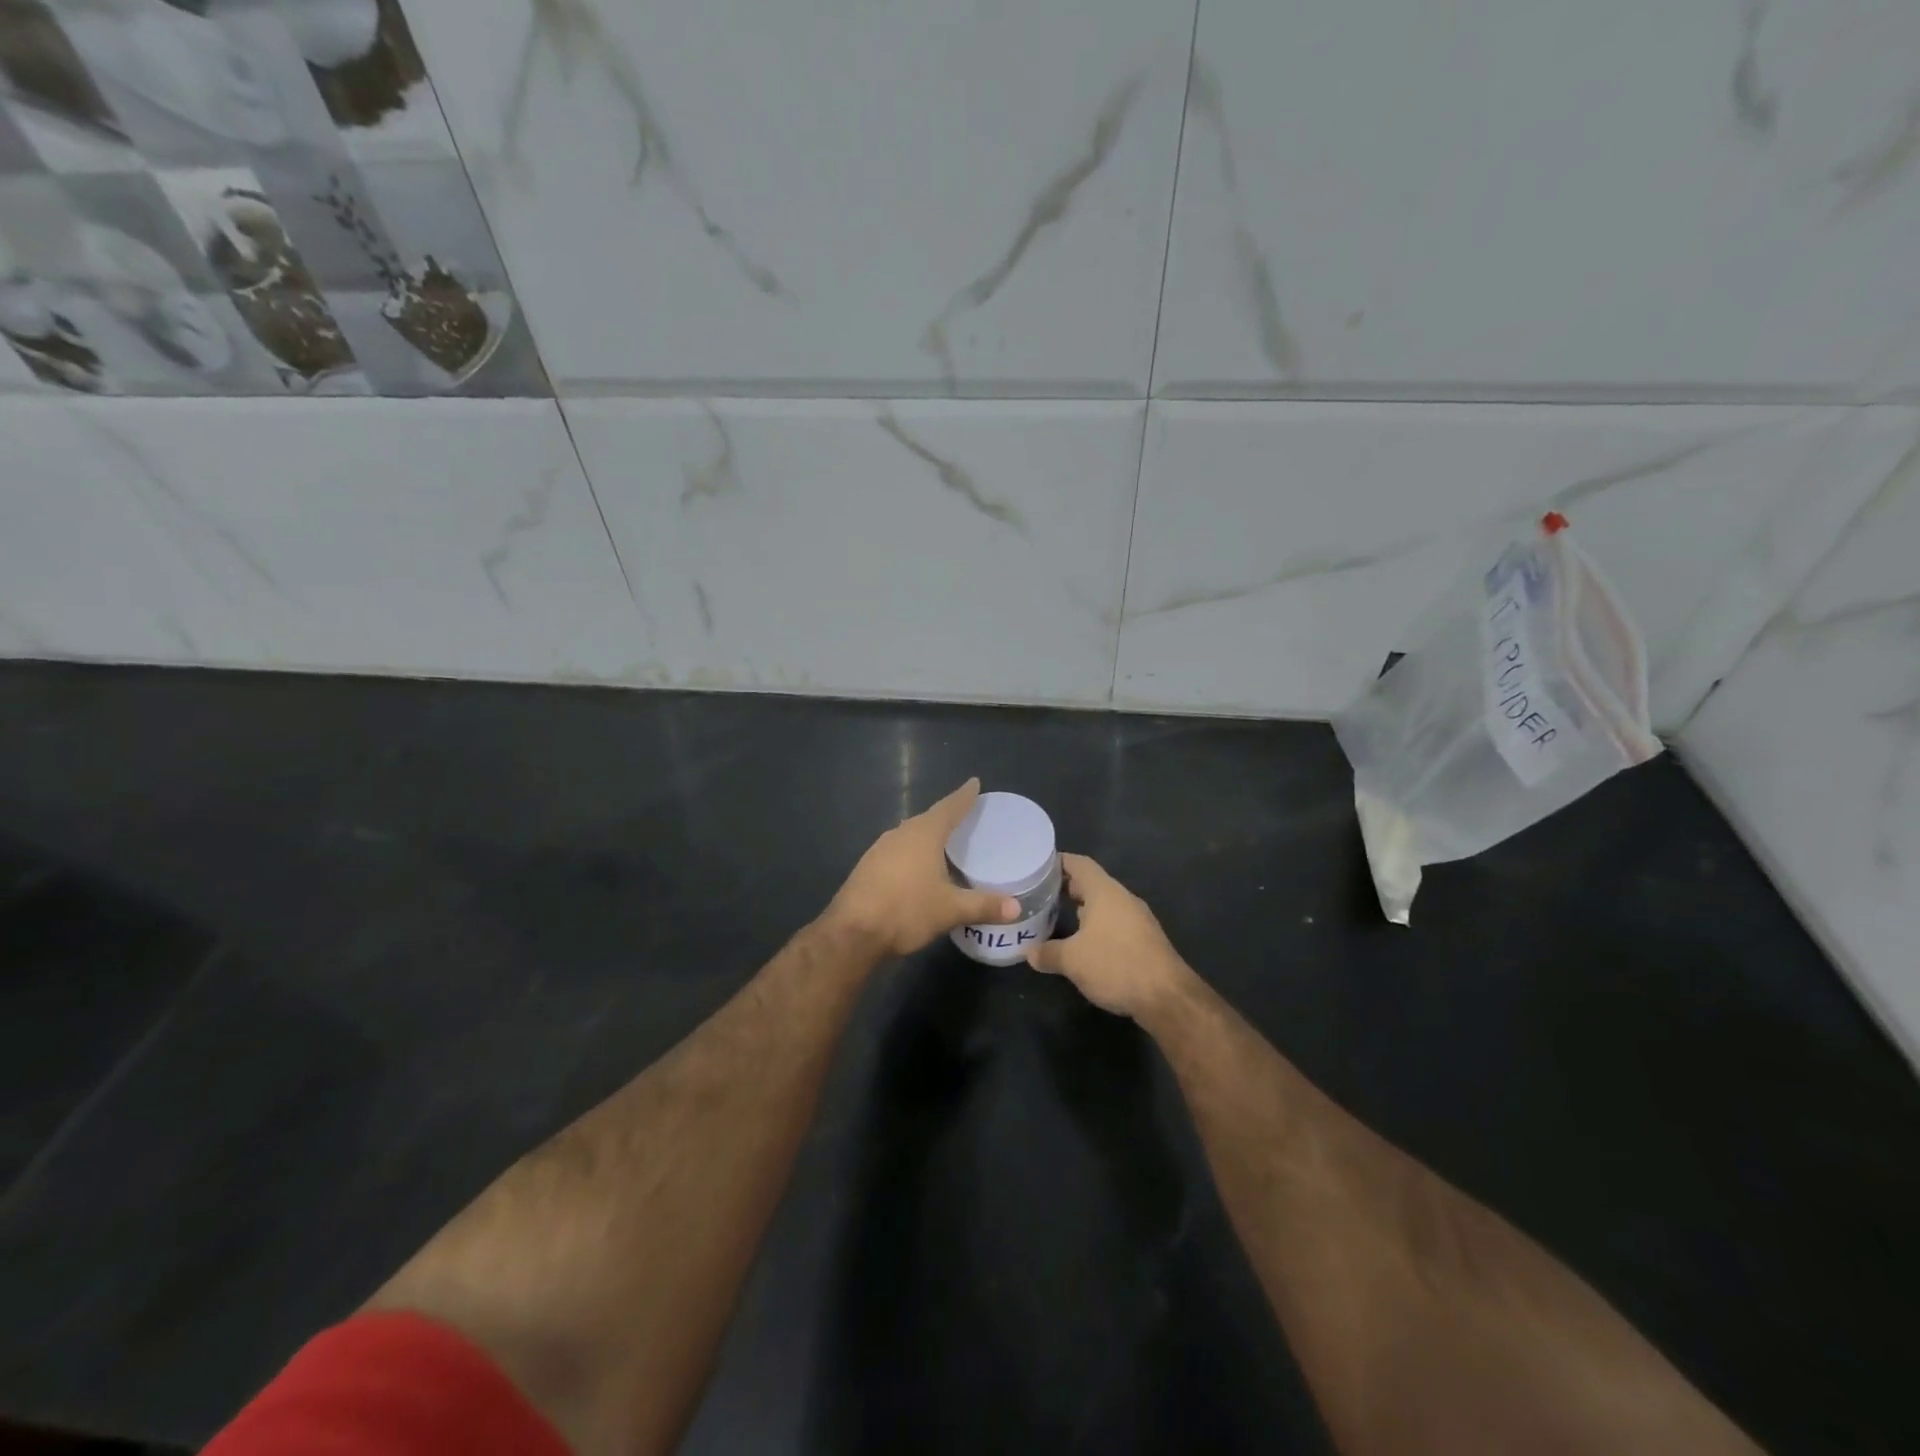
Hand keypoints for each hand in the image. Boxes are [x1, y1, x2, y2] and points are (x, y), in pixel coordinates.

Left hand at [827, 778, 1020, 958]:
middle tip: (965, 816)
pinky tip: (917, 867)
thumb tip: (1016, 908)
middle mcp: (900, 834)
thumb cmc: (906, 911)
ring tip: (944, 842)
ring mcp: (879, 850)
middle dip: (946, 816)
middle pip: (928, 819)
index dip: (964, 796)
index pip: (949, 807)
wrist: (852, 933)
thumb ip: (984, 906)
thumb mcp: (950, 910)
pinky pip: (897, 851)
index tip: (975, 783)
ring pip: (909, 835)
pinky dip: (912, 853)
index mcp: (923, 834)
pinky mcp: (867, 867)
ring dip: (926, 835)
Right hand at [1027, 854, 1193, 1018]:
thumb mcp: (1072, 961)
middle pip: (1092, 883)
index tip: (1038, 866)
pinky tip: (1086, 943)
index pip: (1079, 864)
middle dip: (1068, 887)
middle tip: (1042, 894)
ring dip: (1084, 908)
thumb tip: (1030, 954)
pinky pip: (1116, 922)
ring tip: (1059, 916)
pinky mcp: (1146, 940)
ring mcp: (1138, 919)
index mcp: (1105, 892)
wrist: (1167, 997)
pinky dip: (1098, 925)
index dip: (1059, 862)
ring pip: (1105, 904)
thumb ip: (1048, 953)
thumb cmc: (1115, 965)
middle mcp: (1123, 898)